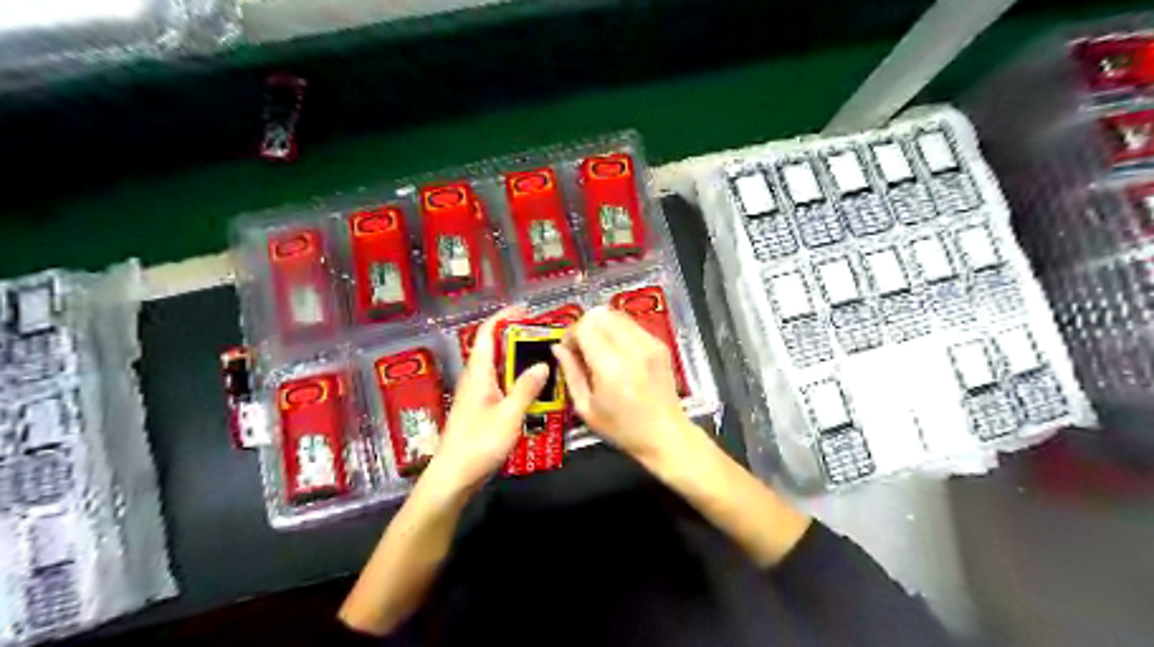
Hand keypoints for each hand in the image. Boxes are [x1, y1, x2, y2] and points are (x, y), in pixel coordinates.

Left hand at [429, 308, 547, 494]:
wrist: (454, 476)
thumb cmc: (479, 443)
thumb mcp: (509, 415)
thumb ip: (526, 389)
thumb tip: (542, 363)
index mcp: (478, 373)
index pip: (486, 333)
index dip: (503, 317)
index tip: (526, 310)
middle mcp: (476, 379)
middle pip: (494, 348)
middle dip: (517, 338)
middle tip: (544, 337)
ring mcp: (477, 395)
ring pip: (499, 368)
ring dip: (519, 360)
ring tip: (545, 359)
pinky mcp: (481, 409)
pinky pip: (501, 385)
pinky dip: (517, 380)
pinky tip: (535, 390)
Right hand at [552, 310, 693, 465]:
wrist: (665, 434)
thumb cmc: (622, 428)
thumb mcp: (586, 408)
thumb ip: (570, 374)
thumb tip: (558, 349)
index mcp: (610, 367)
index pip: (584, 327)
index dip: (571, 334)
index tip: (569, 351)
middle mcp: (632, 349)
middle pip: (599, 315)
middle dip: (584, 326)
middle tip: (581, 348)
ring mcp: (649, 344)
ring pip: (616, 314)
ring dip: (601, 326)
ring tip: (598, 348)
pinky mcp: (660, 344)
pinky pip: (632, 324)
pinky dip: (618, 330)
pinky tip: (617, 352)